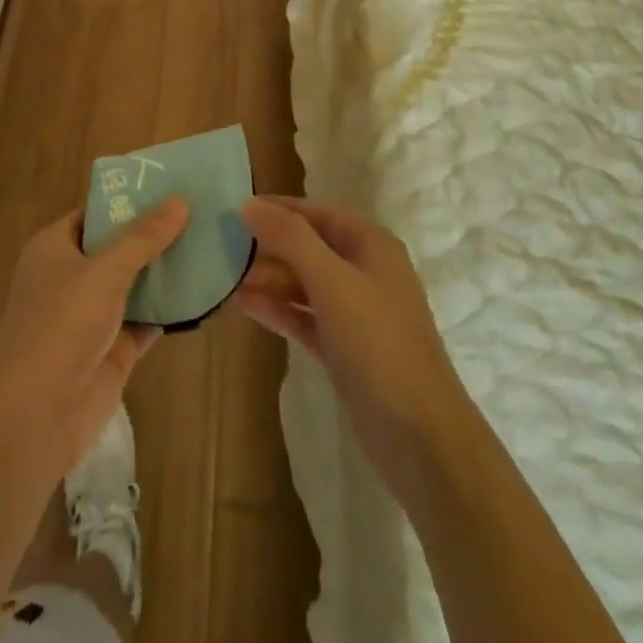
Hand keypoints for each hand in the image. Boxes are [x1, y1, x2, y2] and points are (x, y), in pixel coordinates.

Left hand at [0, 199, 189, 480]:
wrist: (35, 415)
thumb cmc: (60, 325)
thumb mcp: (103, 271)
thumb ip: (143, 237)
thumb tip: (180, 200)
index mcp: (55, 247)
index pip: (95, 212)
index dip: (129, 200)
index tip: (170, 186)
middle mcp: (71, 276)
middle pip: (118, 247)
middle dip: (154, 235)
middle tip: (201, 212)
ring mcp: (92, 315)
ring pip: (134, 284)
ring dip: (165, 271)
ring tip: (210, 244)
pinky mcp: (112, 350)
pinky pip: (145, 320)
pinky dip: (169, 309)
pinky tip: (203, 293)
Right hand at [237, 196, 470, 504]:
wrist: (421, 438)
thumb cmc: (378, 344)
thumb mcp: (332, 282)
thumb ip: (290, 239)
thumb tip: (249, 204)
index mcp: (371, 244)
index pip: (315, 213)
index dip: (276, 209)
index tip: (233, 208)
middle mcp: (365, 271)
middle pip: (308, 247)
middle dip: (268, 247)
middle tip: (221, 247)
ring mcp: (357, 313)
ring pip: (305, 283)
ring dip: (269, 279)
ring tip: (225, 277)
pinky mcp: (346, 349)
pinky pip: (306, 317)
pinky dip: (279, 309)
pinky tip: (246, 305)